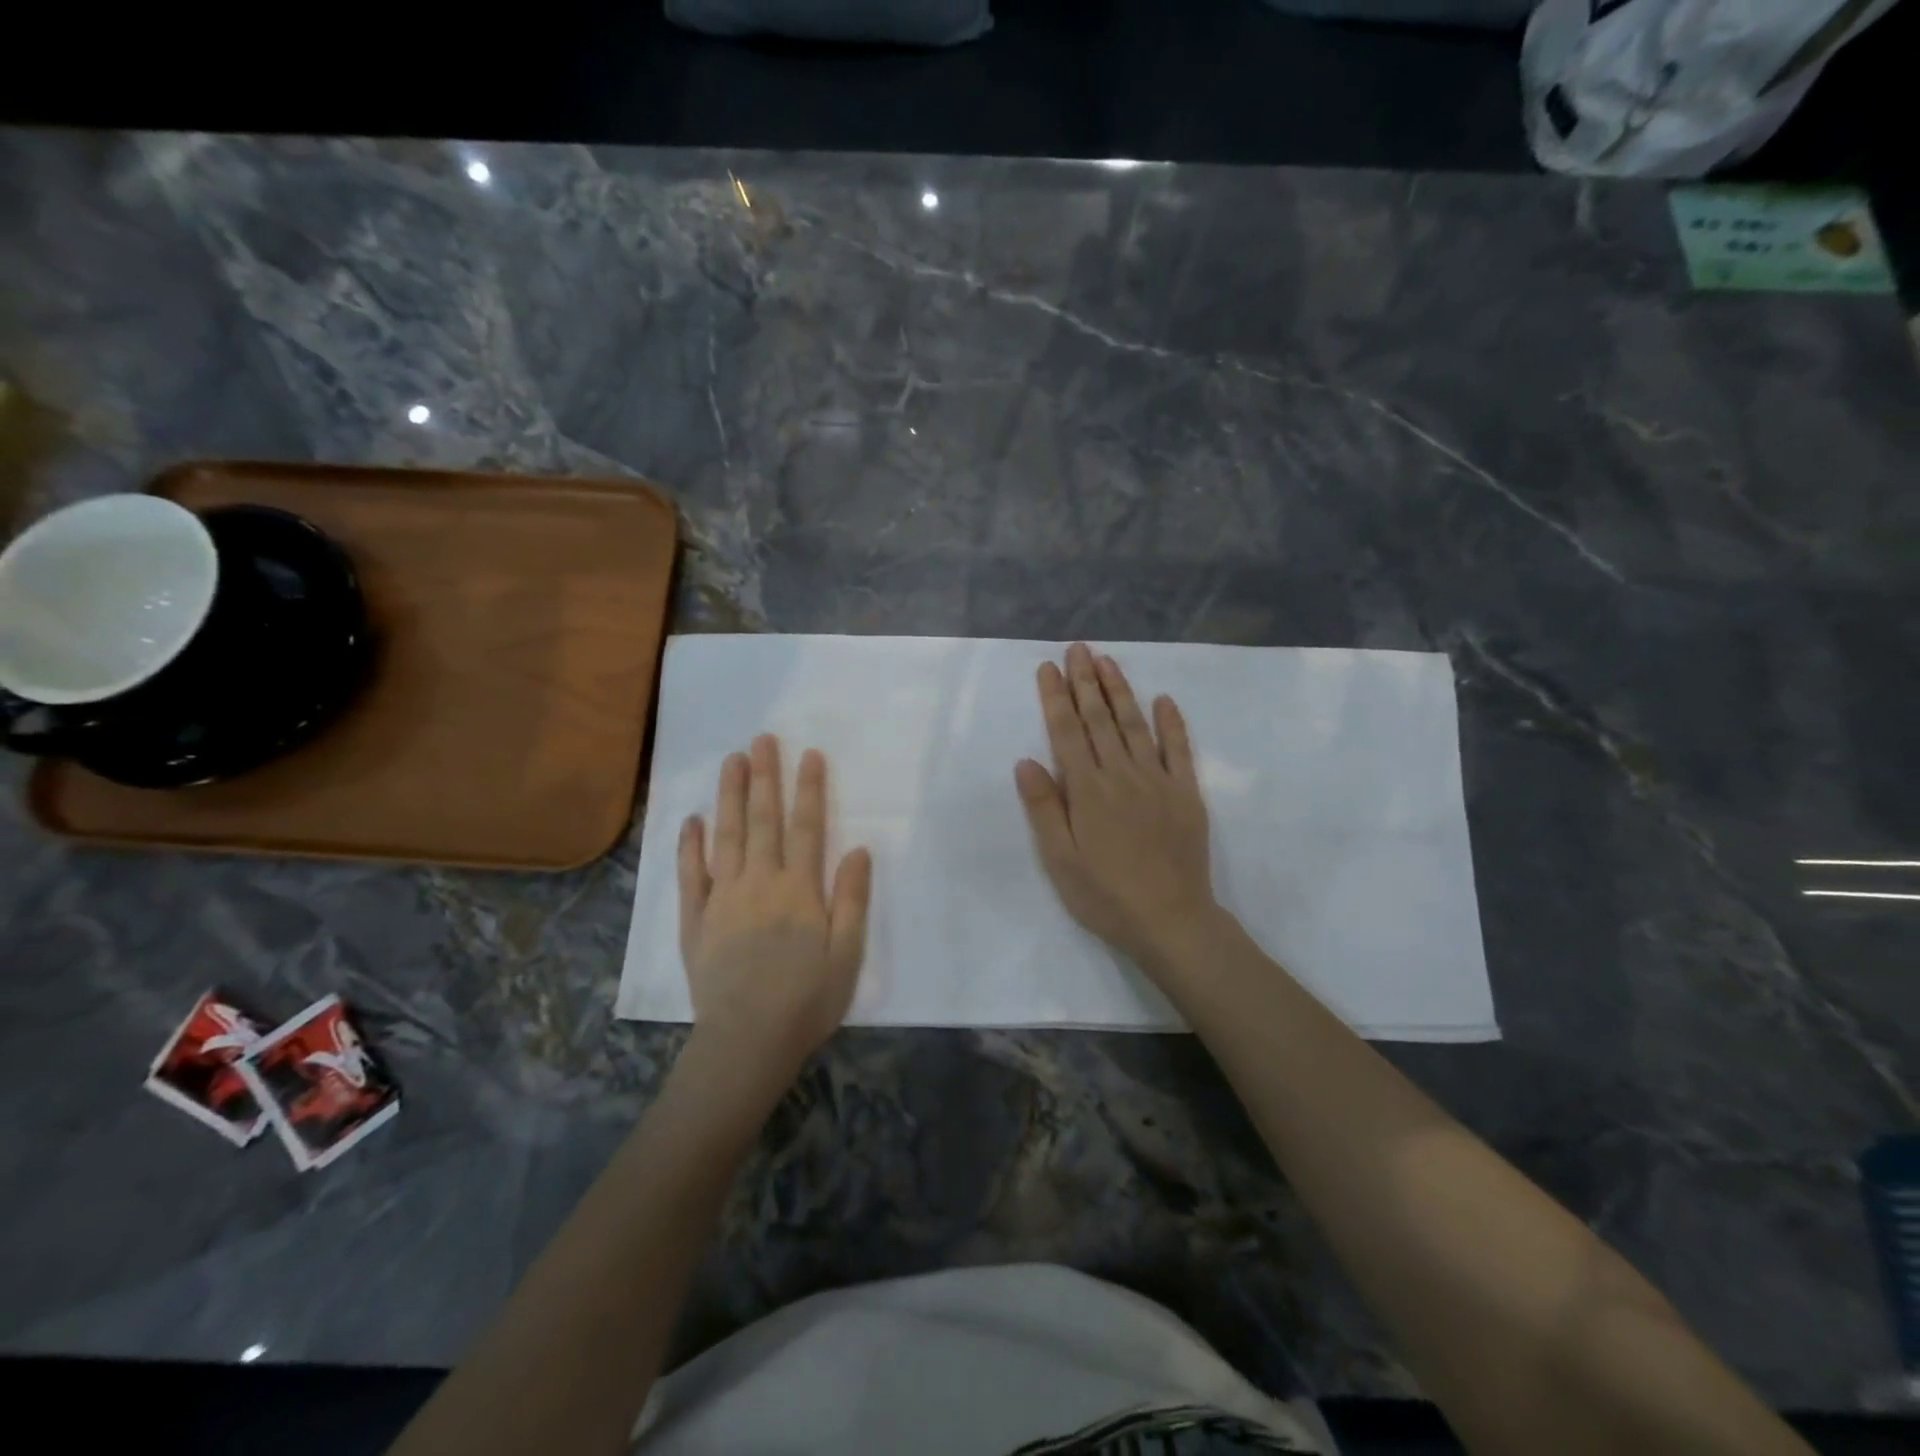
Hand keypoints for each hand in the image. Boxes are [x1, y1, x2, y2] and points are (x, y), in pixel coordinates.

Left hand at [678, 736, 871, 1087]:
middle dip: (765, 777)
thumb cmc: (807, 1001)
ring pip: (726, 836)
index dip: (808, 789)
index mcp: (799, 890)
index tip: (808, 754)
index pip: (805, 827)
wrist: (747, 1043)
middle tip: (762, 738)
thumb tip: (858, 849)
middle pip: (762, 820)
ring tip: (731, 760)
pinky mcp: (695, 920)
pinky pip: (690, 874)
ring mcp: (722, 899)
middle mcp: (759, 883)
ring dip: (729, 796)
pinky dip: (690, 845)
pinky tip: (692, 819)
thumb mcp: (846, 955)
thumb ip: (851, 899)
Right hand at [1015, 643, 1219, 973]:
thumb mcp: (1059, 860)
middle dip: (1085, 681)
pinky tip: (1164, 699)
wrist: (1171, 920)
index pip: (1067, 732)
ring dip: (1120, 691)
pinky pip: (1179, 749)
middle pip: (1099, 720)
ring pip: (1135, 725)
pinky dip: (1172, 722)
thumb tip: (1026, 761)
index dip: (1056, 698)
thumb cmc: (1105, 895)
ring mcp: (1157, 780)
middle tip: (1077, 649)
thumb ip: (1043, 808)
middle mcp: (1121, 774)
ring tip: (1108, 661)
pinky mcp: (1185, 793)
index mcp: (1086, 790)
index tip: (1048, 668)